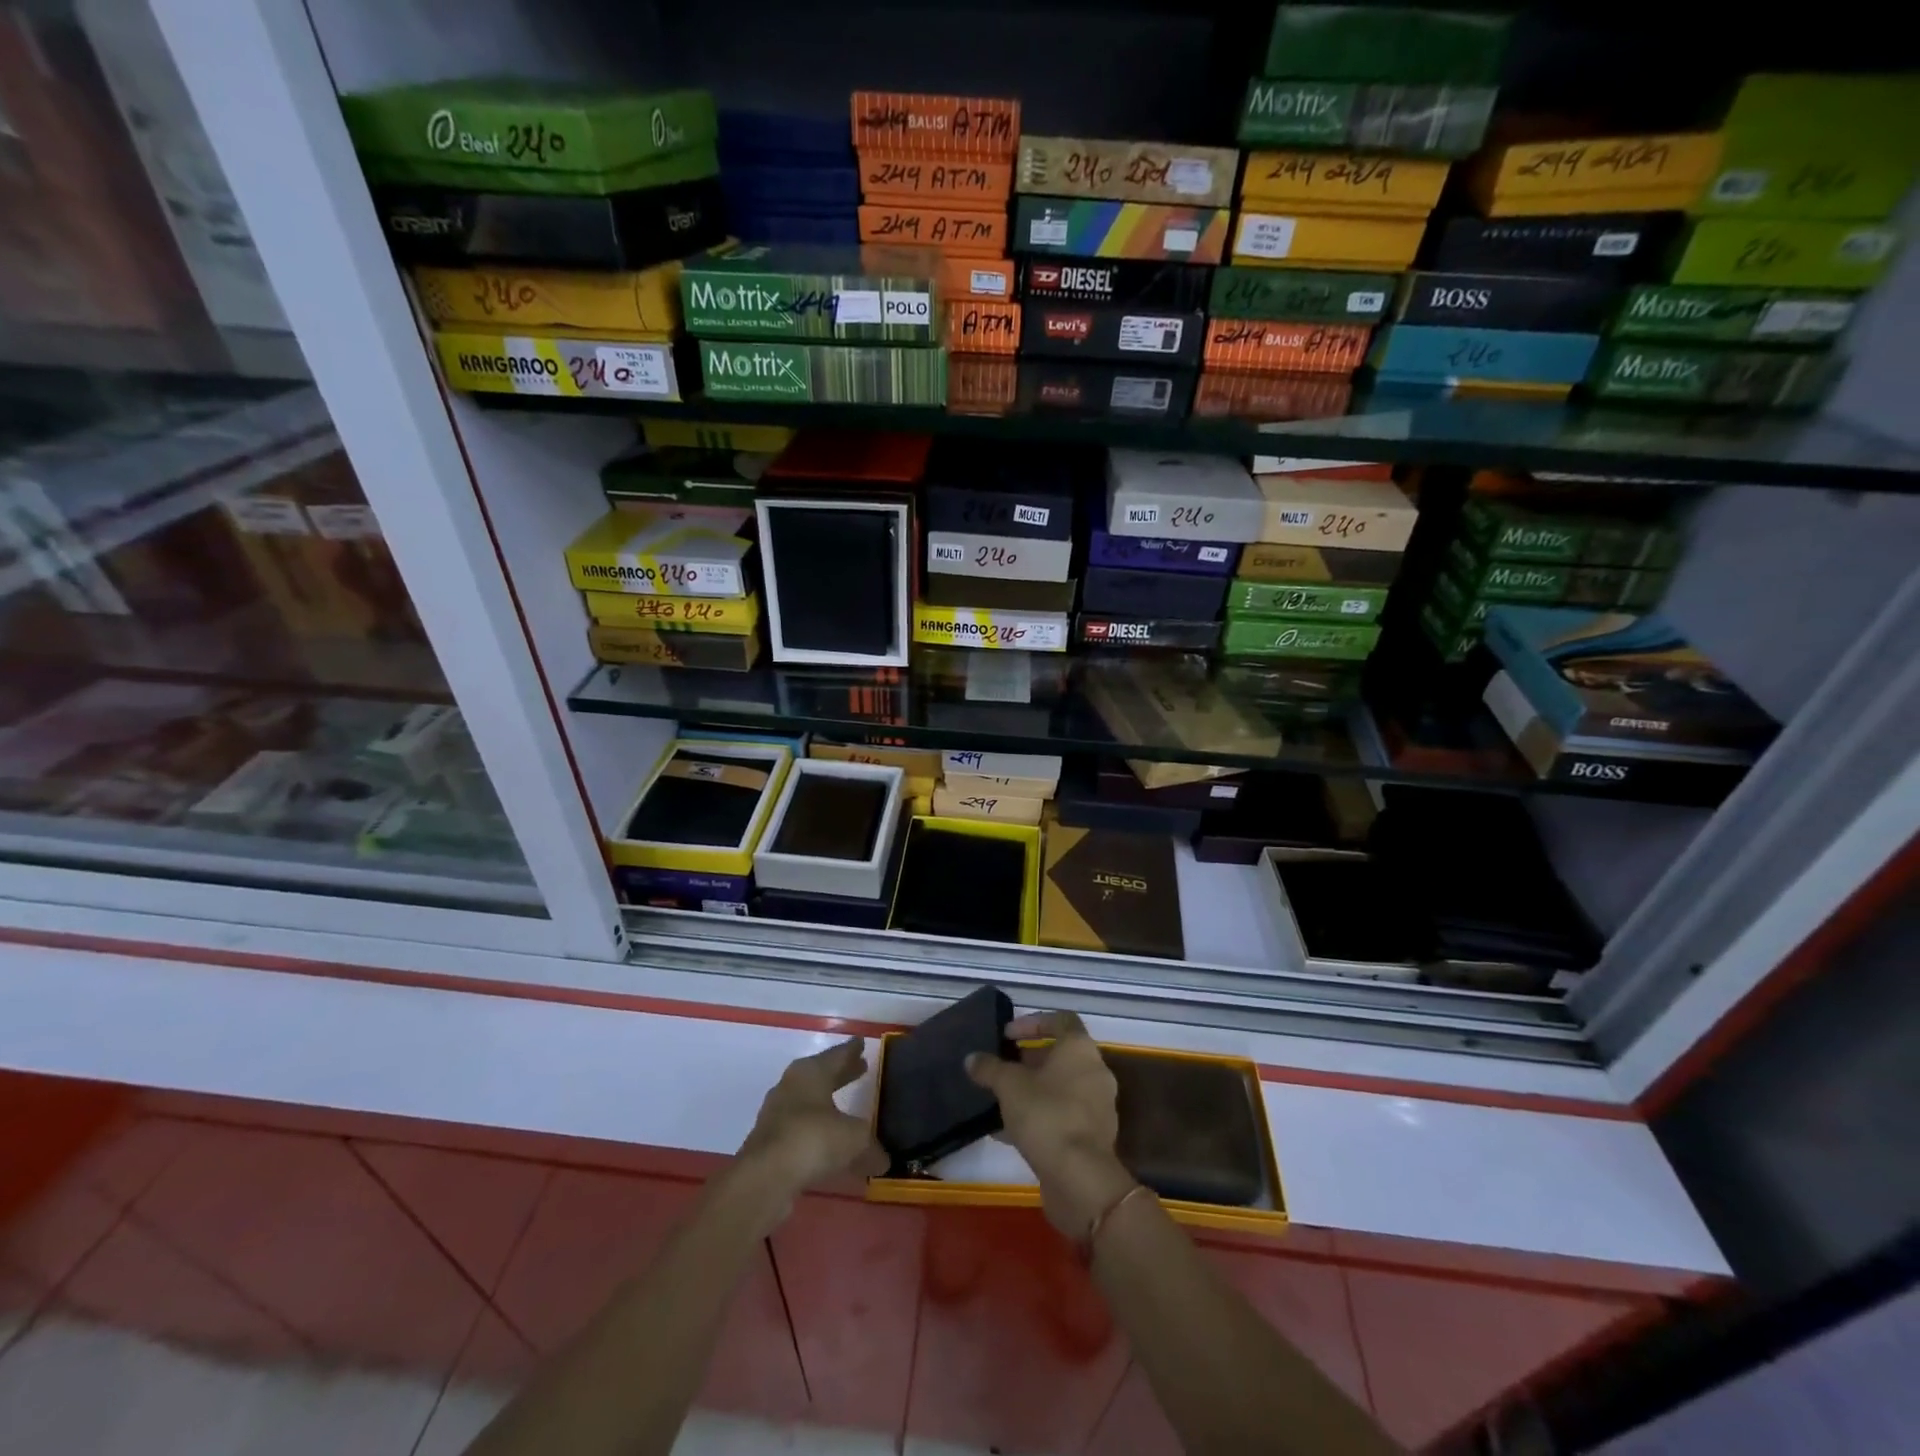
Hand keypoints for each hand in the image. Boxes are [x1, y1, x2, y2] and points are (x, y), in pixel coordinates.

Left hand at [738, 1038, 887, 1204]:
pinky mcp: (768, 1141)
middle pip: (821, 1074)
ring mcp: (776, 1113)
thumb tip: (884, 1160)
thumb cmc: (813, 1140)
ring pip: (808, 1101)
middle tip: (860, 1069)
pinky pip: (799, 1128)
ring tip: (845, 1109)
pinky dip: (815, 1131)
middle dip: (841, 1074)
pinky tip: (827, 1144)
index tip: (861, 1043)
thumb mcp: (854, 1140)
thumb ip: (871, 1148)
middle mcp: (791, 1085)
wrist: (763, 1178)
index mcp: (811, 1071)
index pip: (837, 1054)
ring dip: (826, 1103)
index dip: (852, 1051)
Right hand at [967, 1012, 1136, 1238]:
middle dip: (1028, 1061)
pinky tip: (1009, 1132)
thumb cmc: (1046, 1115)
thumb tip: (972, 1058)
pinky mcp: (1092, 1137)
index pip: (1061, 1020)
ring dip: (1032, 1090)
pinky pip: (1063, 1116)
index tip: (1007, 1035)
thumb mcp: (1008, 1086)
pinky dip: (1039, 1116)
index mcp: (1080, 1049)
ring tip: (1000, 1100)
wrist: (1080, 1178)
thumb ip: (989, 1068)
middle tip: (1001, 1069)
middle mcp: (1095, 1072)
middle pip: (1060, 1056)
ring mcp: (1097, 1106)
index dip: (1033, 1023)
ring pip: (1060, 1088)